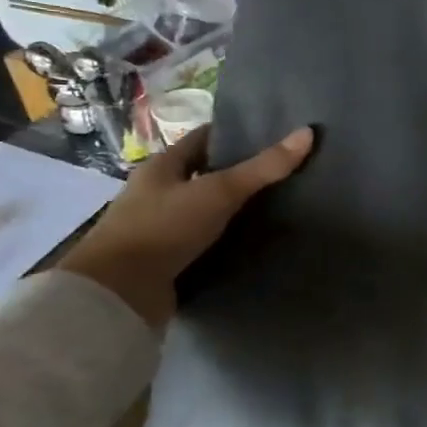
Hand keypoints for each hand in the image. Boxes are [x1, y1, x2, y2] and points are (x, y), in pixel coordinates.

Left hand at [59, 124, 313, 326]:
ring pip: (201, 210)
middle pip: (202, 174)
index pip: (202, 140)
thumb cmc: (164, 228)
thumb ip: (263, 167)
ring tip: (273, 209)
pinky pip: (199, 242)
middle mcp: (156, 192)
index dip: (233, 136)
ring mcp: (157, 228)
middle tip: (279, 174)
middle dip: (235, 174)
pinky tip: (247, 242)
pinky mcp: (162, 260)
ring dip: (229, 211)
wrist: (118, 294)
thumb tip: (308, 132)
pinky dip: (221, 240)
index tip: (269, 136)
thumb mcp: (219, 192)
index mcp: (162, 167)